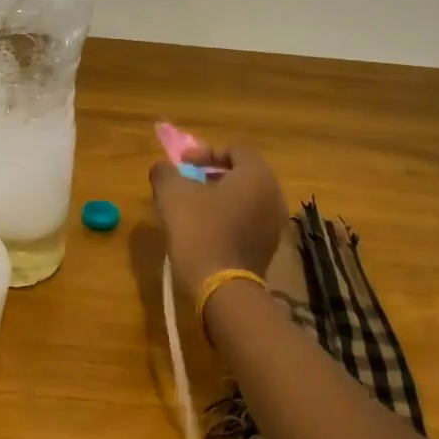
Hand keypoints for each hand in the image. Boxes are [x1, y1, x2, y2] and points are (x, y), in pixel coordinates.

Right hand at [150, 144, 287, 297]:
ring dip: (219, 199)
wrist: (221, 287)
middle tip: (188, 182)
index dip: (207, 152)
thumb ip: (165, 172)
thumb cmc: (199, 229)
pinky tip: (204, 232)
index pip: (236, 151)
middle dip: (212, 175)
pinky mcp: (268, 250)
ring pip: (245, 201)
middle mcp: (273, 196)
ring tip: (192, 208)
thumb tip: (164, 169)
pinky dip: (227, 220)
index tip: (183, 163)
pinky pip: (247, 223)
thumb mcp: (172, 193)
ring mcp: (274, 226)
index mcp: (257, 176)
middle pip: (242, 176)